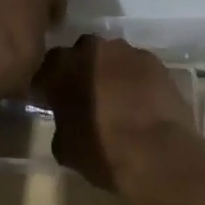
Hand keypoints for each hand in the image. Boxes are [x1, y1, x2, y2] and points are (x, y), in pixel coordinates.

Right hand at [35, 36, 201, 190]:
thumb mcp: (64, 147)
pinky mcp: (154, 61)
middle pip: (81, 54)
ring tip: (118, 100)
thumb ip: (61, 123)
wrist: (157, 155)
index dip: (50, 85)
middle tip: (88, 96)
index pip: (47, 68)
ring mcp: (125, 51)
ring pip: (112, 57)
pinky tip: (142, 102)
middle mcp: (90, 49)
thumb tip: (67, 121)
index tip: (53, 101)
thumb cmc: (102, 152)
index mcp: (61, 67)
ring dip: (111, 73)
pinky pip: (138, 67)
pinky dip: (137, 80)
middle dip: (83, 70)